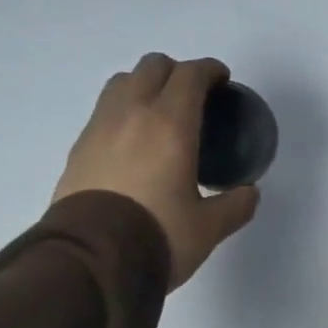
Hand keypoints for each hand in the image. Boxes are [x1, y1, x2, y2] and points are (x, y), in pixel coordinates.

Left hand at [53, 54, 259, 289]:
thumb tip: (249, 194)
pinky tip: (132, 143)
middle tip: (193, 98)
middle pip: (153, 66)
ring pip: (122, 82)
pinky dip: (122, 112)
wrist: (90, 261)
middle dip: (177, 72)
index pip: (190, 75)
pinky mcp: (78, 149)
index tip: (221, 80)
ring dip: (144, 86)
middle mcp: (132, 114)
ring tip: (158, 114)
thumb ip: (235, 206)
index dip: (210, 70)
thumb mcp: (208, 228)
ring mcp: (99, 128)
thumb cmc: (157, 236)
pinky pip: (103, 112)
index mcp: (170, 125)